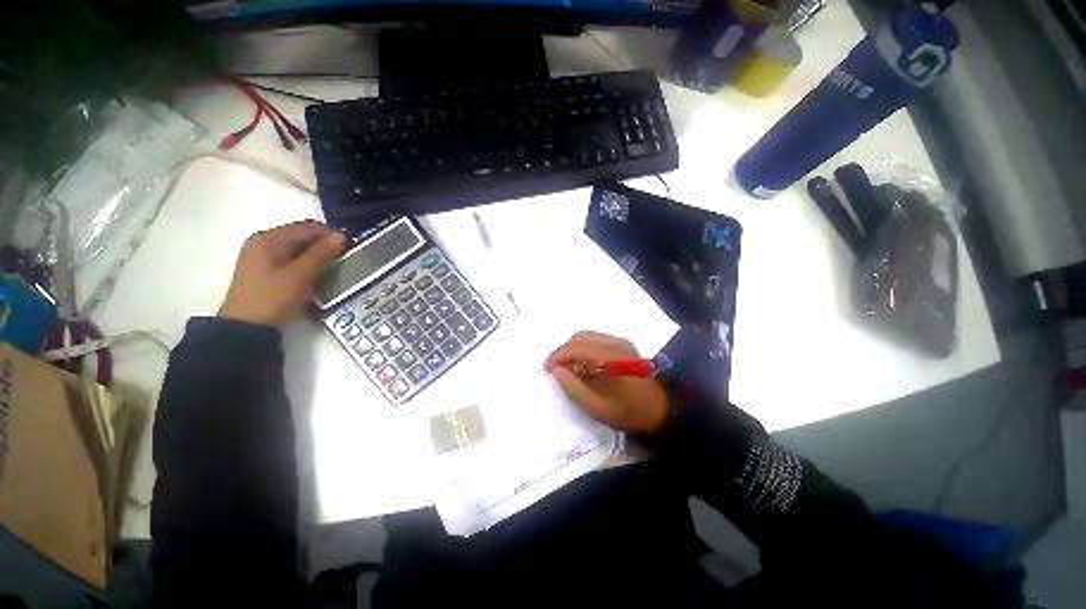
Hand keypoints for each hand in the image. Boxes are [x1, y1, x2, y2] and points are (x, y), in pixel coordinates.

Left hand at [218, 221, 345, 326]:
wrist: (246, 328)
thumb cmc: (273, 298)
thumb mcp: (301, 275)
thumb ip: (321, 254)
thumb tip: (341, 236)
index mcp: (268, 238)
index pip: (307, 227)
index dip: (330, 234)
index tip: (350, 247)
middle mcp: (263, 242)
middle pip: (301, 236)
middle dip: (324, 246)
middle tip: (344, 259)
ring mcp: (262, 257)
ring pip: (297, 249)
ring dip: (317, 256)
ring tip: (334, 268)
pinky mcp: (264, 271)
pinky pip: (291, 260)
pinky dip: (306, 264)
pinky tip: (316, 276)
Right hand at [544, 331, 669, 433]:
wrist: (661, 409)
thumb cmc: (629, 413)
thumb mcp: (597, 409)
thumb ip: (573, 389)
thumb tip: (555, 370)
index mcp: (610, 359)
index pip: (576, 347)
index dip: (557, 356)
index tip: (546, 369)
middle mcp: (615, 343)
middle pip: (580, 337)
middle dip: (563, 351)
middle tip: (554, 369)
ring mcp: (620, 341)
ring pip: (587, 336)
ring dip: (572, 348)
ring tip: (565, 366)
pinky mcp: (622, 344)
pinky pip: (596, 339)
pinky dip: (583, 347)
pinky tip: (581, 363)